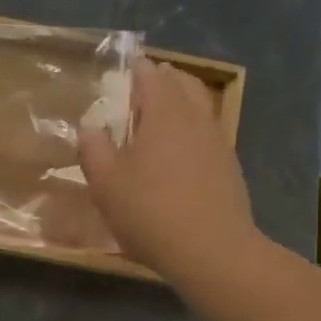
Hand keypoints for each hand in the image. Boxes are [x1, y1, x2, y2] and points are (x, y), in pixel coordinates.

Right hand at [78, 57, 256, 280]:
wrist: (212, 251)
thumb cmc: (151, 212)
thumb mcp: (106, 184)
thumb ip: (94, 149)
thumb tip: (90, 126)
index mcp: (164, 112)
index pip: (150, 75)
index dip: (135, 69)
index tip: (123, 70)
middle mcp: (196, 118)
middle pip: (183, 84)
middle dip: (163, 79)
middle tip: (143, 87)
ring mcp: (218, 142)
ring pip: (200, 108)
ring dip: (182, 103)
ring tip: (161, 118)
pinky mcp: (230, 168)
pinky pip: (209, 134)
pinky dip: (193, 131)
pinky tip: (181, 154)